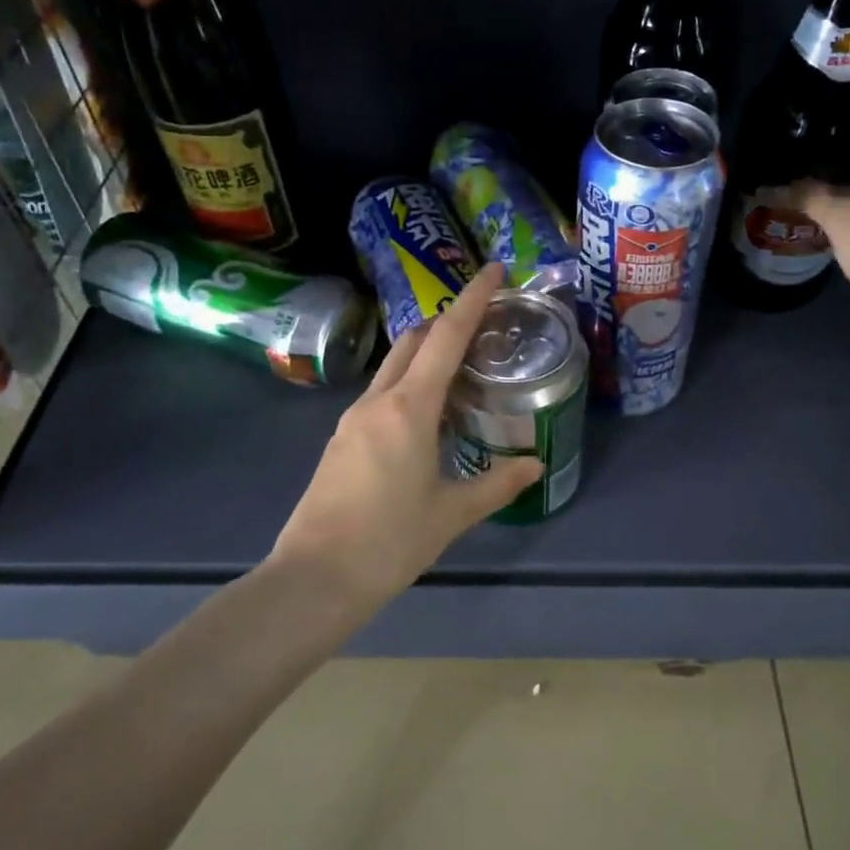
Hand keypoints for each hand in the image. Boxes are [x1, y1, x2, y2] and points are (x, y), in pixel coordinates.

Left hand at [270, 262, 541, 603]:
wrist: (315, 579)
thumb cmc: (390, 542)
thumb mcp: (452, 513)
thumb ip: (497, 484)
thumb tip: (534, 466)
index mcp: (409, 408)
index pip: (446, 337)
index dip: (473, 300)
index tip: (493, 270)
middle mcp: (377, 401)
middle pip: (414, 342)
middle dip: (447, 323)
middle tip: (484, 325)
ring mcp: (352, 419)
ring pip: (394, 367)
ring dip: (426, 356)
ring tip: (463, 370)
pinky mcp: (341, 440)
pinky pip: (381, 395)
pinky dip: (409, 386)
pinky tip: (428, 415)